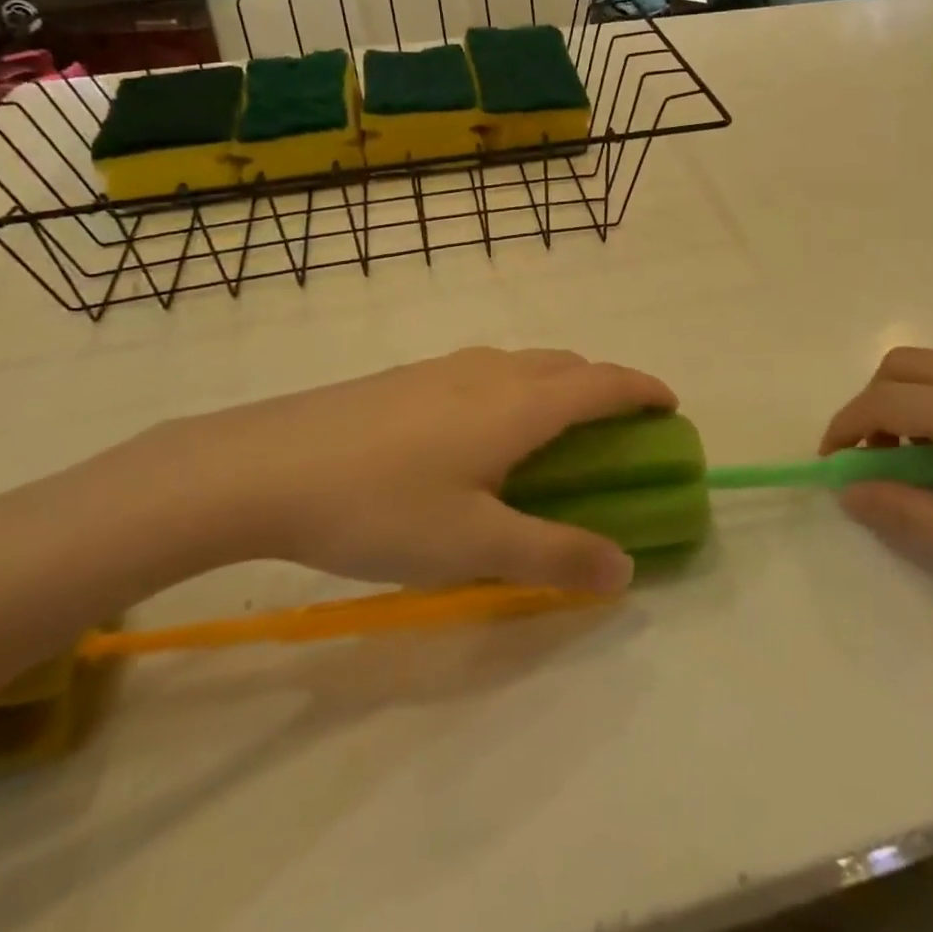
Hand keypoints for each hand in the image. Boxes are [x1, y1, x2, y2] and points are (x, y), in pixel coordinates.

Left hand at [124, 348, 673, 593]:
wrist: (262, 466)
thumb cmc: (379, 506)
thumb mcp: (473, 546)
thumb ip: (554, 556)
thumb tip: (626, 568)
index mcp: (518, 405)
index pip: (602, 384)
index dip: (643, 389)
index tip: (670, 404)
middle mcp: (489, 371)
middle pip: (566, 364)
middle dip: (603, 386)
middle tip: (614, 426)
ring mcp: (443, 367)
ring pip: (522, 363)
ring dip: (556, 384)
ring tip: (552, 429)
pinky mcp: (404, 377)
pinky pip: (484, 370)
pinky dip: (513, 388)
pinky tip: (478, 431)